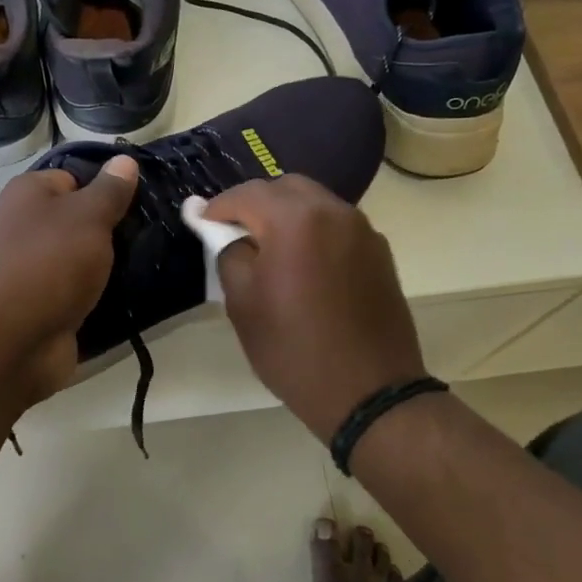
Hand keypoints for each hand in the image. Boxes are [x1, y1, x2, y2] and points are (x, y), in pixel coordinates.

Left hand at [0, 154, 138, 402]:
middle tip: (147, 235)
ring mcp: (29, 269)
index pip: (74, 178)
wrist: (10, 343)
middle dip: (109, 229)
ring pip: (78, 257)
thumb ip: (110, 190)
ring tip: (144, 263)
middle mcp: (22, 226)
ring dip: (105, 265)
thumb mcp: (88, 216)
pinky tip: (125, 295)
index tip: (137, 203)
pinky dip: (95, 294)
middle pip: (76, 219)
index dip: (105, 188)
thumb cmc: (49, 264)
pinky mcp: (39, 305)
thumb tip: (123, 160)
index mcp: (27, 194)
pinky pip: (75, 290)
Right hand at [206, 175, 425, 440]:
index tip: (201, 220)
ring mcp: (362, 229)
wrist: (370, 393)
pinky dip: (314, 230)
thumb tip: (224, 231)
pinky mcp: (379, 251)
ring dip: (287, 214)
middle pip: (285, 187)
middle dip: (256, 203)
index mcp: (295, 219)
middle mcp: (333, 211)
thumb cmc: (295, 350)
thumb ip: (228, 253)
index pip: (246, 194)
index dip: (219, 206)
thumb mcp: (243, 304)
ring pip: (315, 202)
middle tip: (235, 231)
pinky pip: (337, 224)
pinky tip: (305, 262)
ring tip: (270, 247)